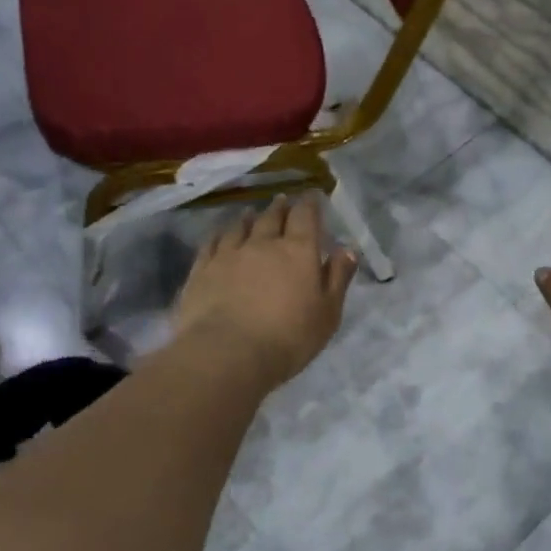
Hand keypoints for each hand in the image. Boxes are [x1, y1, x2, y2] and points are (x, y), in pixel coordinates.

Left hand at [175, 195, 357, 390]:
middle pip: (273, 217)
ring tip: (252, 214)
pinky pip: (212, 243)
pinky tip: (220, 235)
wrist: (228, 353)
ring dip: (249, 218)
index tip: (311, 197)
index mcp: (298, 251)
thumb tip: (347, 249)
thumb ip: (338, 278)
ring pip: (240, 227)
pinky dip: (220, 234)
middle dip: (281, 207)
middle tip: (283, 200)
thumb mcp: (327, 313)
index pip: (305, 217)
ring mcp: (229, 254)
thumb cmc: (288, 337)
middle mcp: (263, 243)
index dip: (309, 205)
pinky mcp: (202, 269)